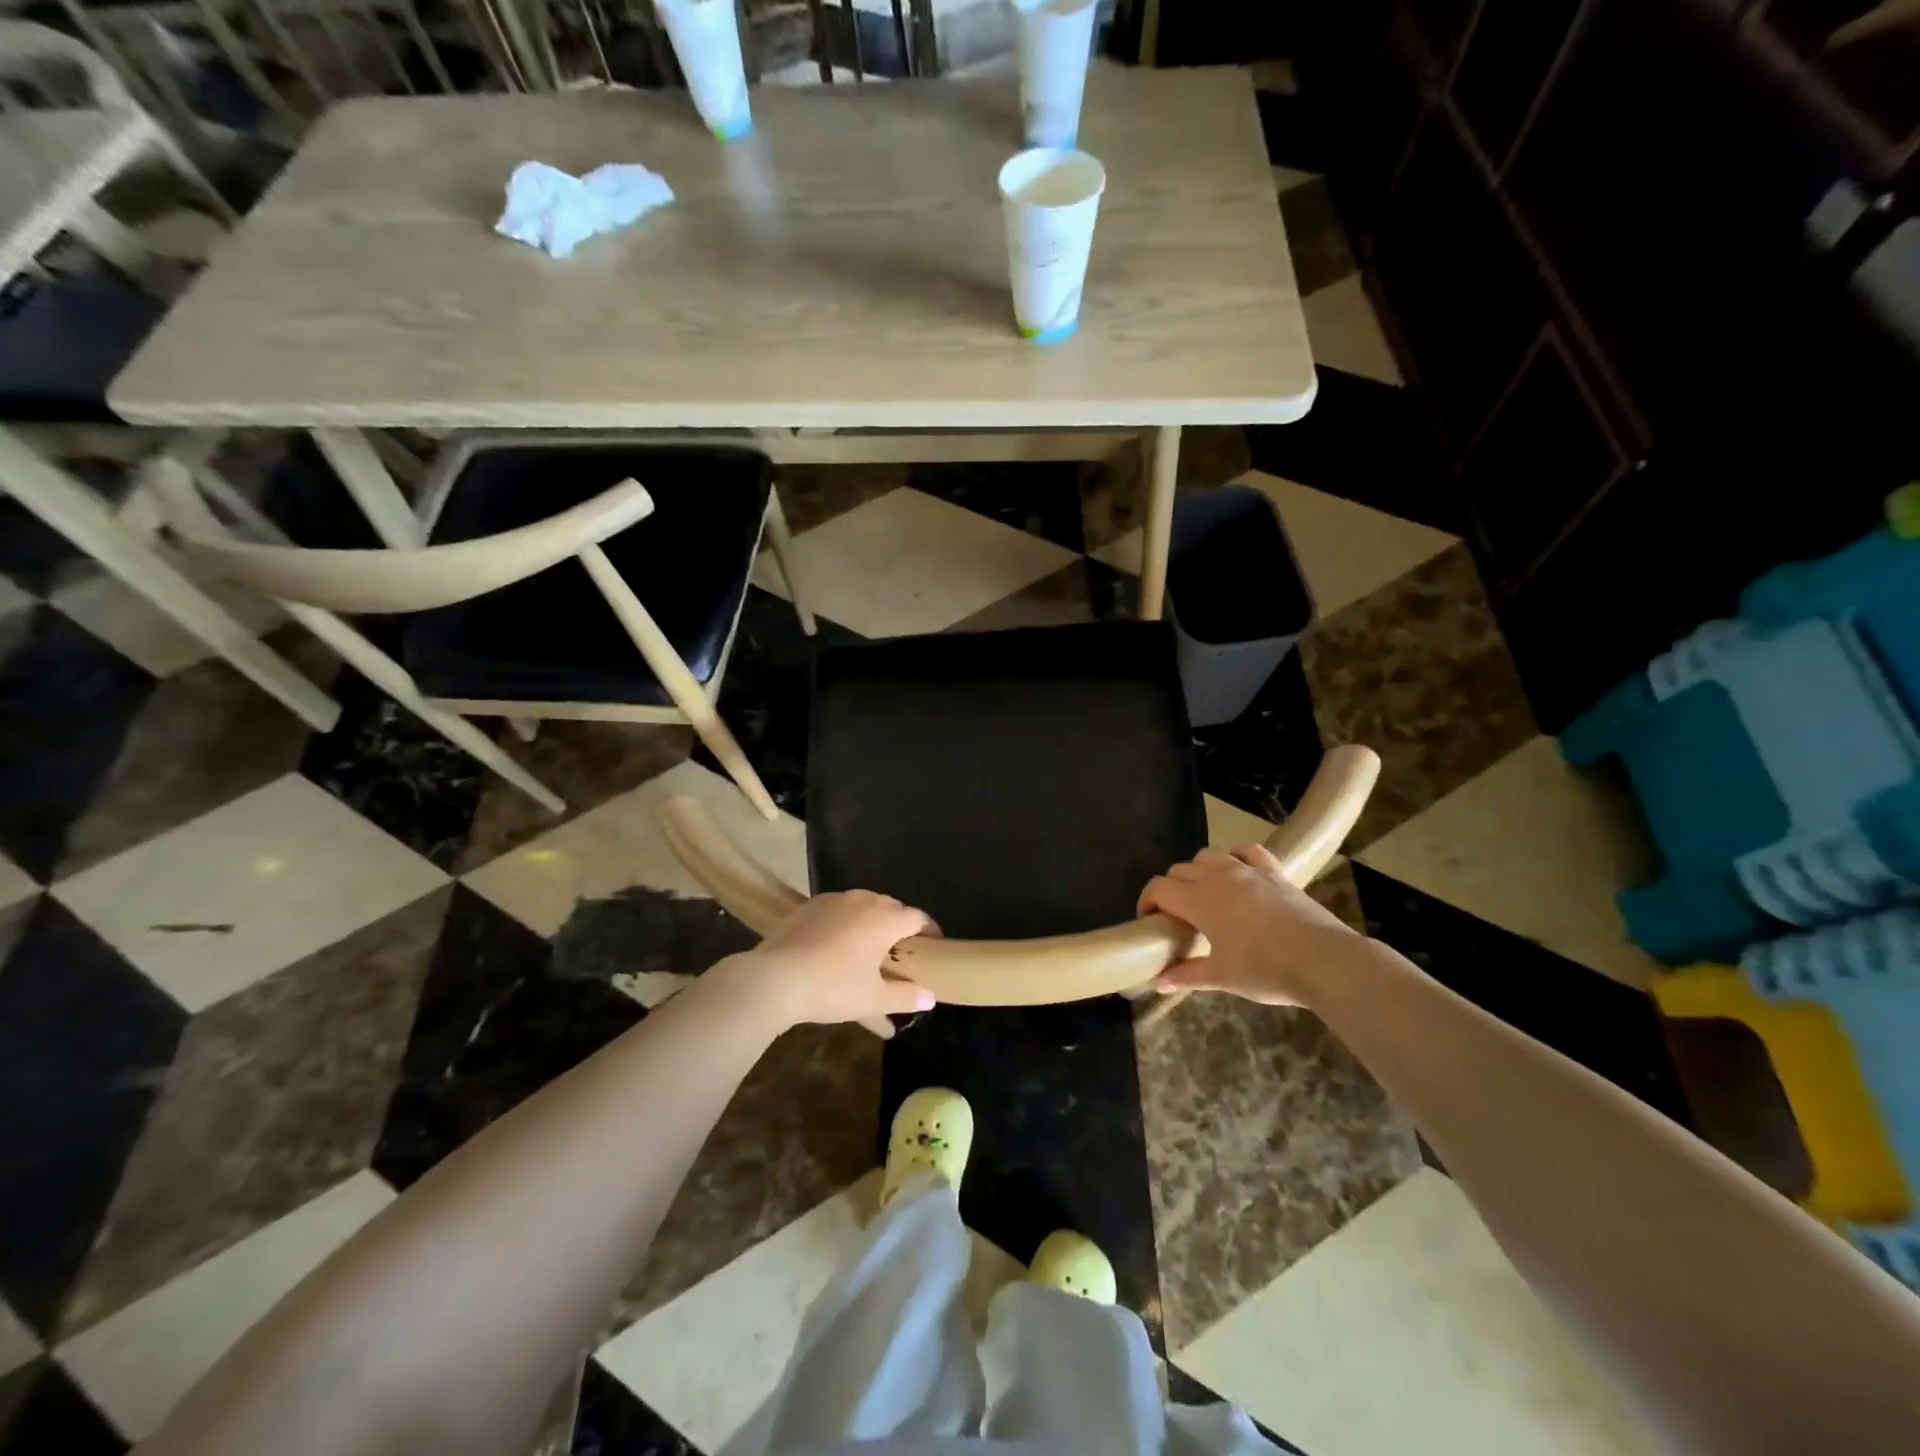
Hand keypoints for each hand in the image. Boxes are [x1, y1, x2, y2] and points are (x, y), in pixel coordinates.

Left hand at [719, 890, 937, 1029]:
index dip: (930, 931)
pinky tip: (836, 948)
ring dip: (871, 925)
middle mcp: (863, 901)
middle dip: (900, 928)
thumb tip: (930, 997)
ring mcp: (834, 900)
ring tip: (869, 950)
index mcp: (885, 918)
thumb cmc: (833, 988)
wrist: (775, 979)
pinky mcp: (809, 907)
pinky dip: (845, 926)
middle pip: (891, 909)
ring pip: (862, 908)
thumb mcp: (873, 999)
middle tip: (901, 953)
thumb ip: (905, 996)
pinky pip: (837, 913)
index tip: (934, 946)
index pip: (918, 918)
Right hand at [1138, 844, 1361, 1006]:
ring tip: (1205, 895)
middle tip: (1177, 917)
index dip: (1147, 901)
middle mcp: (1218, 877)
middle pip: (1180, 870)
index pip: (1160, 888)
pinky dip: (1235, 856)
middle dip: (1171, 889)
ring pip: (1209, 856)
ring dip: (1198, 871)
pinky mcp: (1274, 871)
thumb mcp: (1223, 977)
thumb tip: (1159, 983)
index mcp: (1199, 901)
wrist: (1323, 960)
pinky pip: (1247, 851)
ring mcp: (1247, 870)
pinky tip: (1237, 871)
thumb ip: (1188, 975)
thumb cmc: (1266, 970)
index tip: (1148, 920)